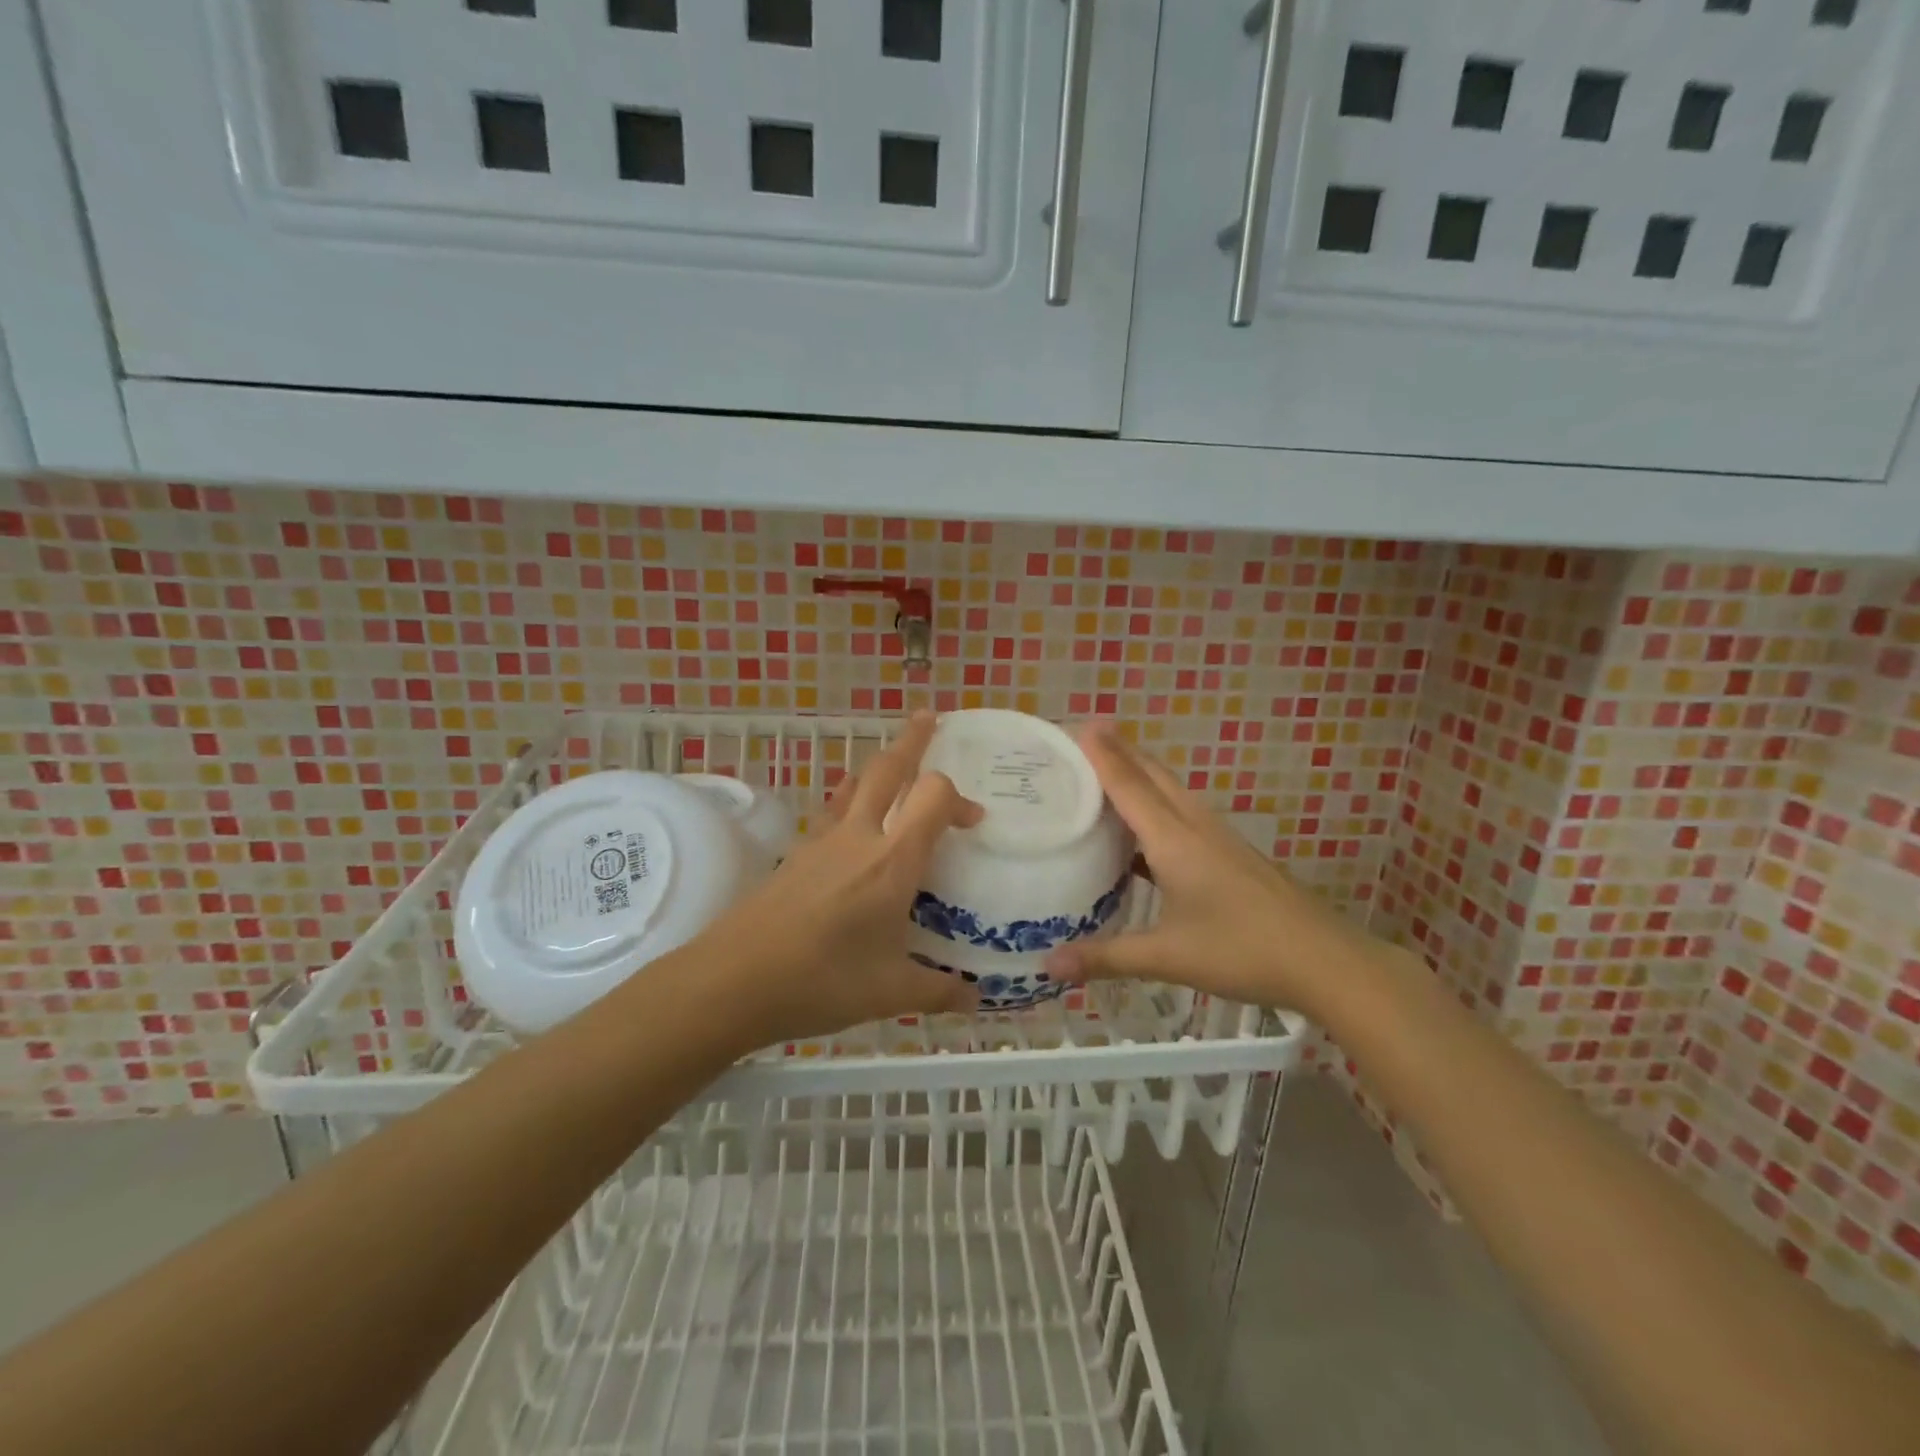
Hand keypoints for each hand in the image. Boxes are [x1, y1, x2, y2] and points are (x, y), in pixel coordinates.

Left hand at [690, 711, 984, 1046]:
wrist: (731, 980)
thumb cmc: (821, 981)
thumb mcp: (890, 993)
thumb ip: (937, 991)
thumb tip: (973, 999)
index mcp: (892, 861)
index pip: (933, 796)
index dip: (958, 799)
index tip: (973, 823)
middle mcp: (859, 837)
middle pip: (888, 768)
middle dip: (912, 741)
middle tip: (928, 719)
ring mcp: (822, 841)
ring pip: (855, 784)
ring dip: (880, 768)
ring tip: (895, 762)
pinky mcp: (796, 854)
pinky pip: (833, 811)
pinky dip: (852, 800)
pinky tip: (853, 825)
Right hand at [1044, 723, 1378, 1015]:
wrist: (1325, 961)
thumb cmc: (1242, 951)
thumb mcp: (1167, 957)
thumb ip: (1106, 957)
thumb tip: (1048, 965)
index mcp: (1174, 840)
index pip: (1129, 785)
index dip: (1102, 755)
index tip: (1077, 725)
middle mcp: (1195, 826)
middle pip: (1153, 775)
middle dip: (1120, 753)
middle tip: (1083, 740)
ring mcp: (1218, 838)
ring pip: (1171, 791)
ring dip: (1140, 775)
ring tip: (1106, 772)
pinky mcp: (1231, 853)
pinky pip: (1183, 813)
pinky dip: (1156, 805)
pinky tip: (1144, 832)